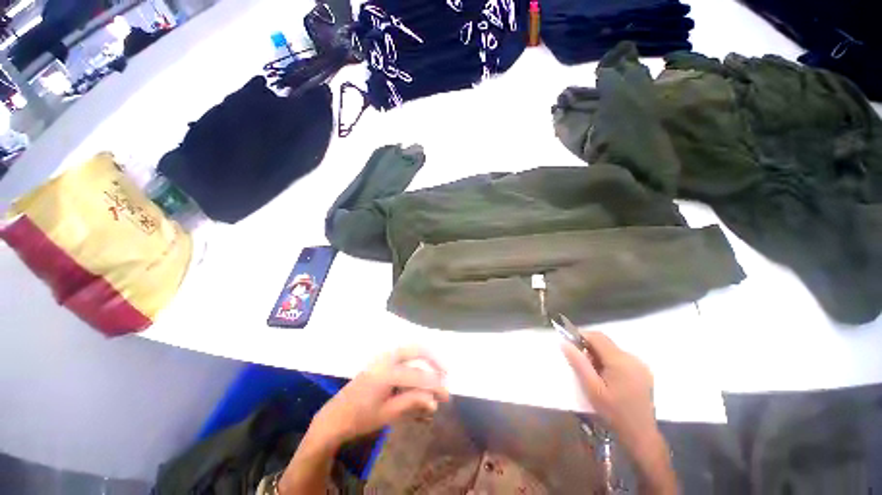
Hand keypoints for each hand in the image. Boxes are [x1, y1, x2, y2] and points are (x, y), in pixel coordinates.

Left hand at [309, 347, 449, 447]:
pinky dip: (416, 359)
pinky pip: (404, 353)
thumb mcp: (387, 414)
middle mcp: (386, 358)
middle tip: (446, 373)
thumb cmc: (360, 418)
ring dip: (426, 357)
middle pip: (416, 349)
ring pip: (411, 348)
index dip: (435, 384)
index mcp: (386, 373)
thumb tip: (434, 400)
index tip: (447, 395)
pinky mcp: (382, 359)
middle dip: (434, 359)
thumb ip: (412, 402)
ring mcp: (383, 357)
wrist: (335, 416)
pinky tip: (422, 369)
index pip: (418, 375)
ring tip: (437, 371)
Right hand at [562, 332, 676, 493]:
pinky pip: (621, 358)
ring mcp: (640, 365)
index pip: (597, 337)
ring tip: (593, 374)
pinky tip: (606, 378)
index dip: (581, 336)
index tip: (570, 346)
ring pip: (612, 349)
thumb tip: (564, 343)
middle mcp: (632, 358)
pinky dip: (609, 361)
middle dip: (589, 348)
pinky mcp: (643, 372)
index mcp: (620, 361)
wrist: (640, 435)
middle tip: (581, 364)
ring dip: (599, 355)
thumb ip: (578, 363)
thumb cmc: (613, 412)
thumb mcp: (592, 388)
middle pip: (605, 342)